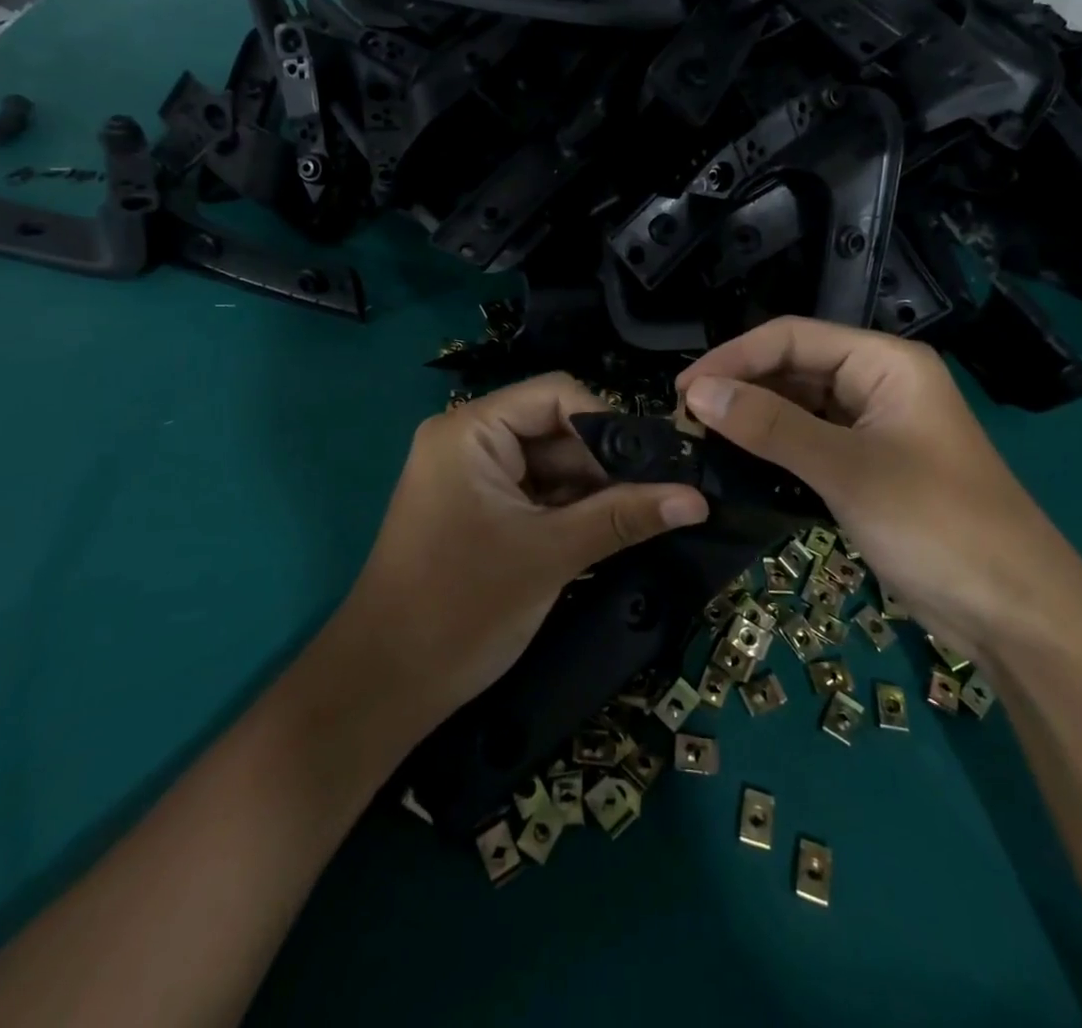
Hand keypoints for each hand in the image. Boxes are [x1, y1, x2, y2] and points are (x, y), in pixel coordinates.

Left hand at [337, 374, 707, 731]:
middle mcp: (468, 441)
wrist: (384, 686)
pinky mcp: (476, 510)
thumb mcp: (552, 554)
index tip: (654, 465)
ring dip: (591, 491)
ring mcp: (470, 477)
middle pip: (554, 429)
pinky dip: (568, 511)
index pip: (555, 395)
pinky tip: (609, 530)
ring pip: (549, 465)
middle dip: (604, 464)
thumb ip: (624, 517)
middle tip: (661, 496)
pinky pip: (534, 494)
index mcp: (471, 431)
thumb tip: (698, 498)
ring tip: (644, 517)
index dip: (607, 423)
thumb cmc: (462, 607)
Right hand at [676, 317, 1081, 658]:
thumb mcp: (847, 469)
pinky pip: (810, 442)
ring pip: (799, 407)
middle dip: (741, 388)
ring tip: (701, 438)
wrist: (1015, 613)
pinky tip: (738, 463)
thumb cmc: (937, 524)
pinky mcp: (868, 467)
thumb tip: (697, 393)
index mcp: (885, 362)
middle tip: (685, 420)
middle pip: (793, 368)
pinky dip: (774, 449)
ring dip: (753, 419)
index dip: (733, 357)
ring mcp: (874, 427)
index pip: (792, 337)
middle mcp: (878, 383)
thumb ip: (770, 426)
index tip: (682, 390)